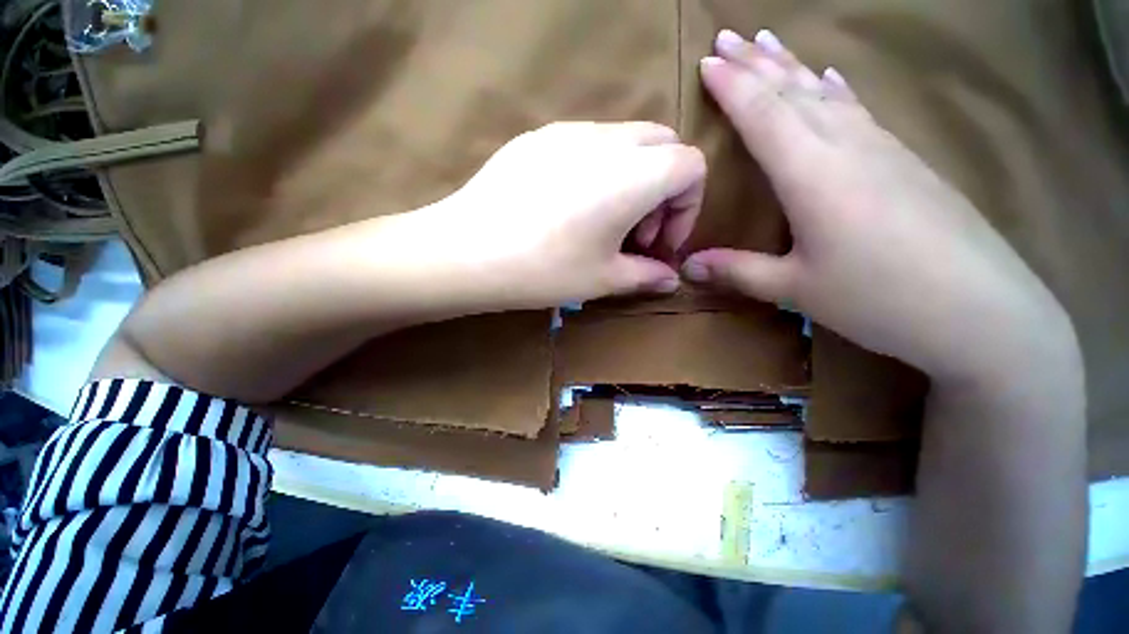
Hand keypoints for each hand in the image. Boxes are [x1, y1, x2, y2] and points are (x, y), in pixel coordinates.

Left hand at [408, 121, 705, 308]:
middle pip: (663, 144)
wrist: (467, 251)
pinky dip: (600, 170)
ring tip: (603, 222)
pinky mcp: (539, 137)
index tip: (659, 243)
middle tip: (636, 232)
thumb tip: (670, 279)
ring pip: (626, 140)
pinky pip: (588, 142)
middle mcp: (607, 140)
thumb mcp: (603, 279)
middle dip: (664, 189)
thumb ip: (646, 275)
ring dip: (633, 178)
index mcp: (633, 174)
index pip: (691, 165)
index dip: (688, 206)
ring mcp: (568, 131)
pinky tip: (570, 206)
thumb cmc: (543, 270)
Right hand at [682, 29, 1076, 383]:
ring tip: (770, 43)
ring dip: (793, 66)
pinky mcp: (905, 161)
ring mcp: (882, 148)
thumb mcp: (795, 289)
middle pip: (794, 91)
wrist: (983, 311)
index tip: (707, 62)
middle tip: (729, 36)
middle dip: (757, 63)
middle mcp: (847, 146)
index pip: (763, 115)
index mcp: (813, 173)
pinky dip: (835, 89)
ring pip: (827, 93)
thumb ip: (737, 272)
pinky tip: (831, 77)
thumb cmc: (880, 298)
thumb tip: (687, 268)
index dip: (733, 88)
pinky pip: (858, 109)